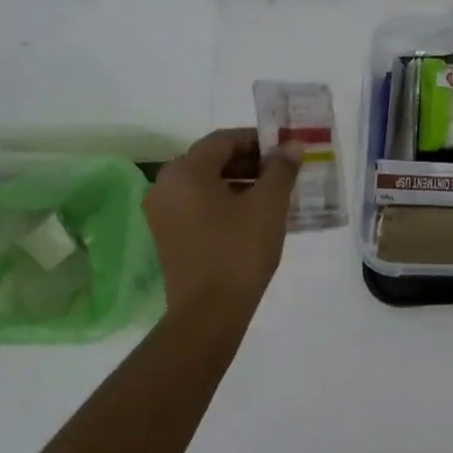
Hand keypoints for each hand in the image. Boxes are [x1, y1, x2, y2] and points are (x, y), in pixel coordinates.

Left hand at [142, 128, 300, 317]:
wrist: (209, 312)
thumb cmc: (239, 251)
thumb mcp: (268, 205)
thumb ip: (281, 169)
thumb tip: (291, 146)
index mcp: (186, 171)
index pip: (224, 140)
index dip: (258, 140)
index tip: (286, 151)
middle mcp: (165, 185)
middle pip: (211, 160)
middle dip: (249, 161)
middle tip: (282, 172)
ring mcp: (161, 212)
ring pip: (204, 183)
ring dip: (238, 182)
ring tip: (272, 195)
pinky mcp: (166, 235)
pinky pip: (197, 204)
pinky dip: (223, 201)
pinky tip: (251, 216)